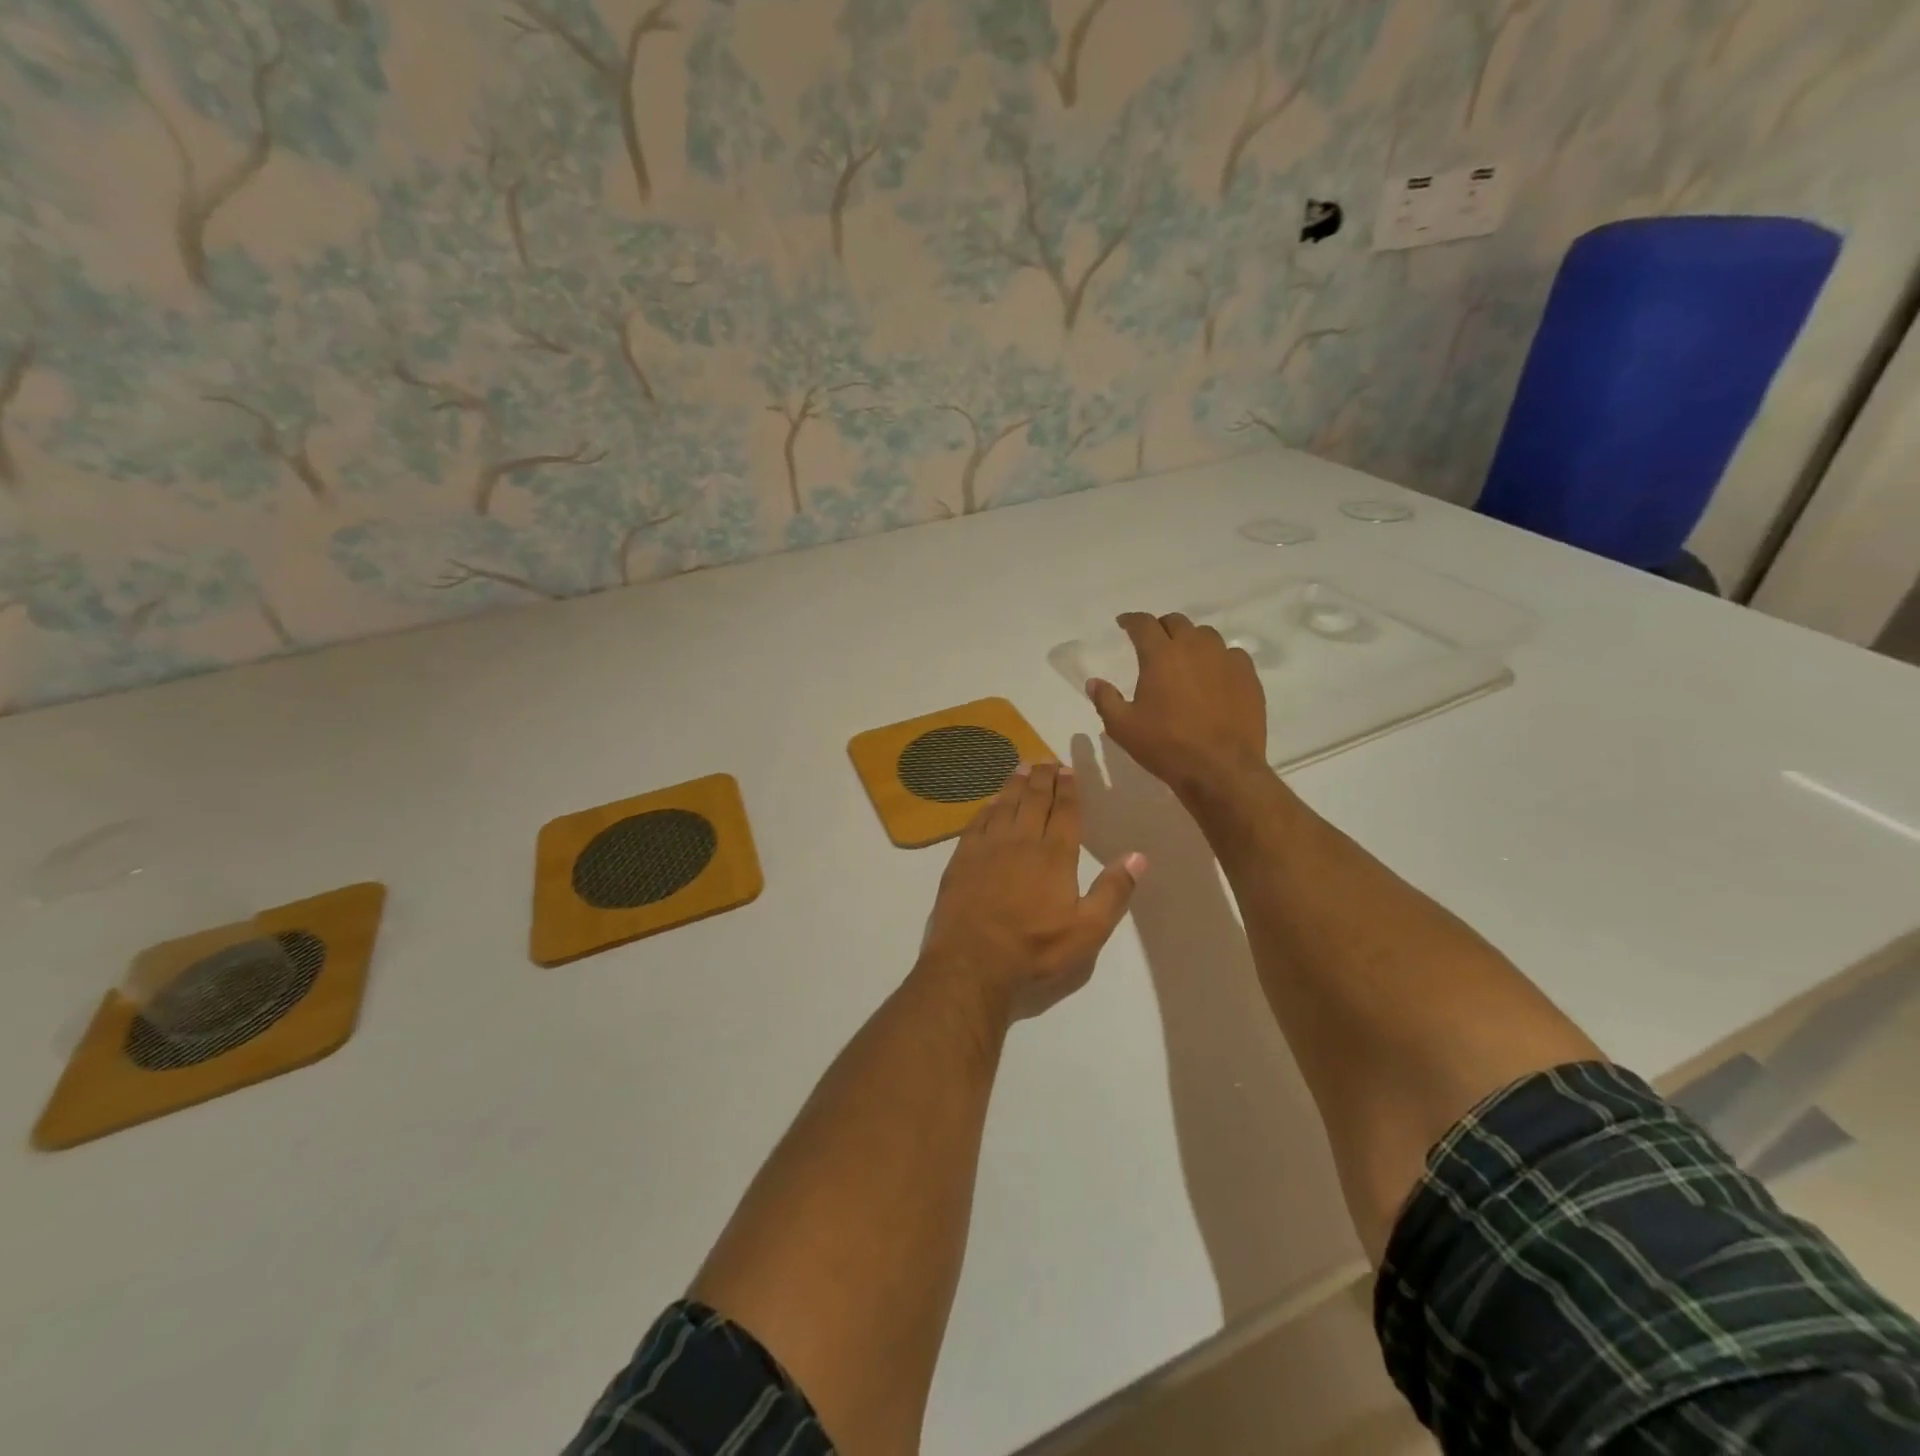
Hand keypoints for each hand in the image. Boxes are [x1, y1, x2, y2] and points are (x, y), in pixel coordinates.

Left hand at [919, 762, 1144, 1021]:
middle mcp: (1021, 841)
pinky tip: (991, 801)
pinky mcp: (962, 858)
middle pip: (1034, 800)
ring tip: (1023, 766)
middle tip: (1046, 758)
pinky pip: (978, 821)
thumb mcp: (1087, 931)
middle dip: (1043, 777)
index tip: (1068, 769)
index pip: (1065, 812)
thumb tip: (1139, 856)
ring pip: (1005, 804)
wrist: (972, 962)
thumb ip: (1113, 891)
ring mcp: (988, 847)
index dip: (1069, 788)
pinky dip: (988, 806)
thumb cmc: (1035, 949)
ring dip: (1016, 783)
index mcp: (1055, 856)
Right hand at [1088, 612, 1268, 801]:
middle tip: (1154, 642)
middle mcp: (1194, 647)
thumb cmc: (1166, 746)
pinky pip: (1232, 655)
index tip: (1124, 624)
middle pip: (1176, 622)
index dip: (1131, 620)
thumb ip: (1105, 700)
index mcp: (1160, 655)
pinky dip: (1218, 658)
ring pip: (1206, 635)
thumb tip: (1094, 682)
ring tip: (1185, 658)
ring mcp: (1225, 659)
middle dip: (1161, 627)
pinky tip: (1214, 675)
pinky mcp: (1248, 676)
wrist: (1221, 769)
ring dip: (1191, 640)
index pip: (1143, 624)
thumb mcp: (1123, 728)